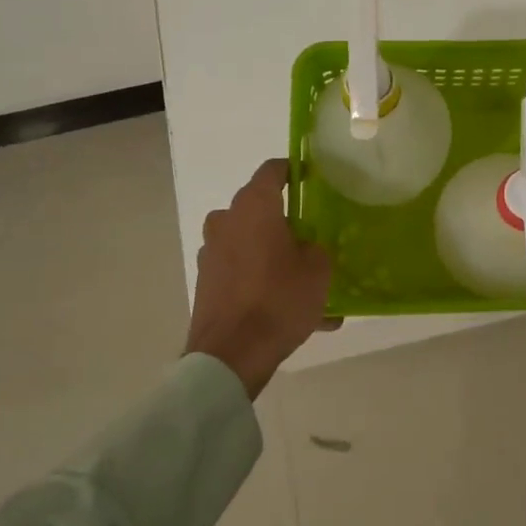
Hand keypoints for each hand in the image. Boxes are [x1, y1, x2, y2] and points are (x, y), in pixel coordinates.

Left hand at [185, 159, 336, 399]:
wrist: (231, 355)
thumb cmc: (279, 299)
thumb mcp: (318, 270)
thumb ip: (316, 248)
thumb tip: (306, 247)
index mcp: (254, 207)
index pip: (272, 170)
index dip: (294, 170)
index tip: (312, 177)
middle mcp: (227, 222)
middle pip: (260, 210)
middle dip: (286, 221)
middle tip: (313, 238)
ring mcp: (212, 253)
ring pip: (252, 244)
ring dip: (276, 257)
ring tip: (309, 286)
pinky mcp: (208, 283)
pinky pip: (244, 274)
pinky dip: (265, 284)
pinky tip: (294, 314)